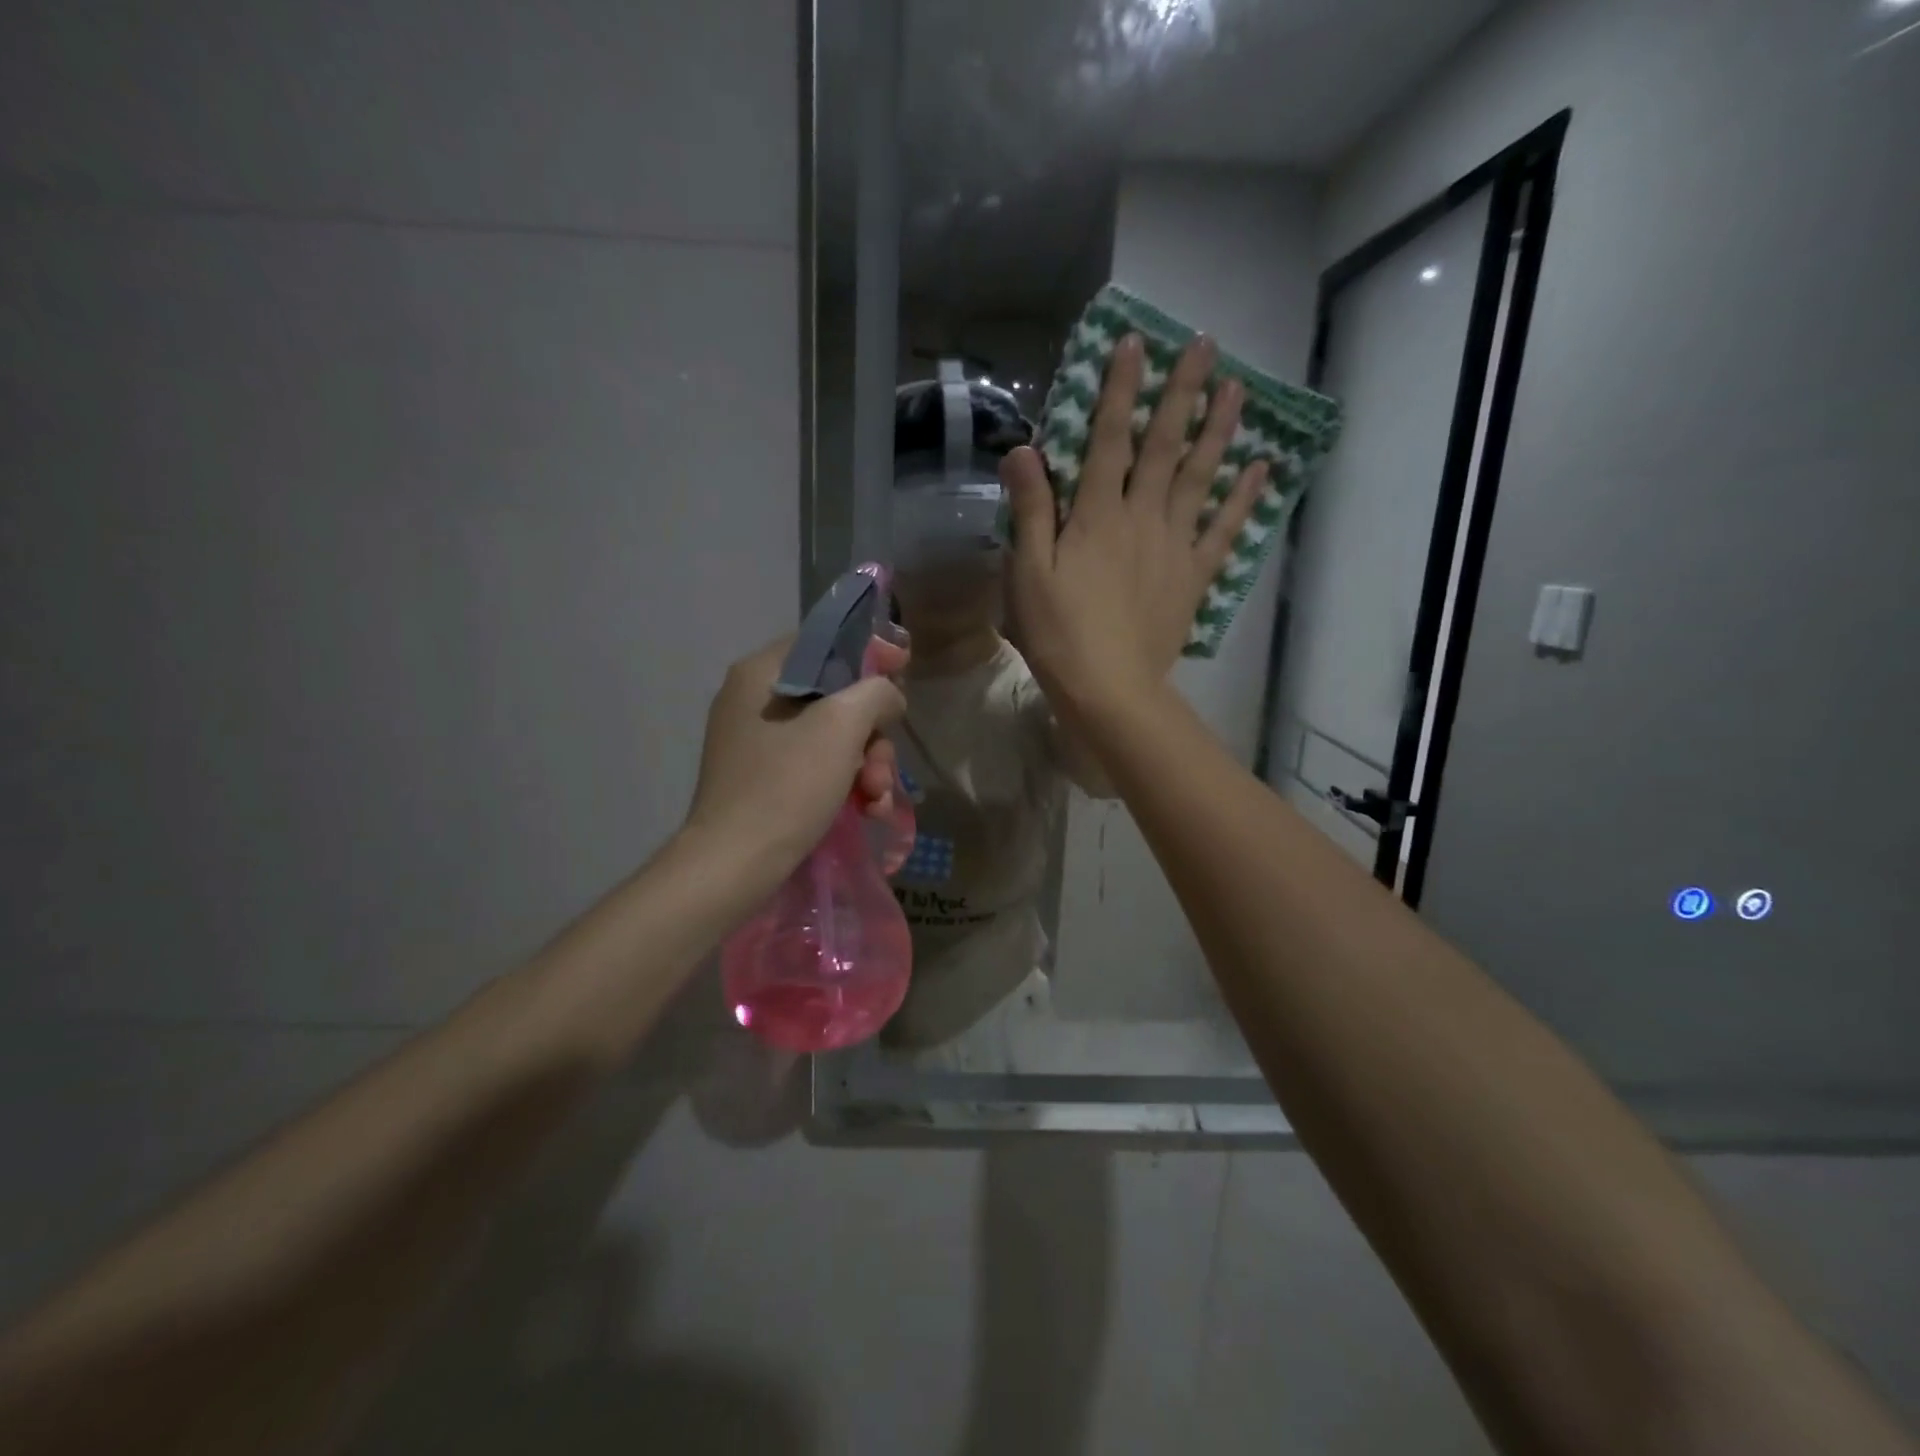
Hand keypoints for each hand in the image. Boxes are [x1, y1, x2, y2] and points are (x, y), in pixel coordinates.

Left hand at [684, 635, 907, 875]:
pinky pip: (814, 764)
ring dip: (866, 765)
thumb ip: (875, 692)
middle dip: (871, 733)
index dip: (870, 653)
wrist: (734, 864)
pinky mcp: (763, 778)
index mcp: (761, 672)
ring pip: (830, 735)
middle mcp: (754, 699)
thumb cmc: (787, 785)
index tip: (905, 669)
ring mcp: (757, 741)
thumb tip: (888, 695)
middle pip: (835, 696)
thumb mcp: (842, 726)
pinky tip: (867, 811)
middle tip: (885, 767)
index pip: (825, 642)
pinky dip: (844, 783)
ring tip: (878, 800)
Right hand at [1003, 334, 1267, 716]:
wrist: (1110, 688)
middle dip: (1182, 392)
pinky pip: (1224, 531)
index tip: (1135, 343)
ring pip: (1200, 477)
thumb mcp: (1029, 572)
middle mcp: (1142, 517)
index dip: (1121, 390)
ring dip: (1219, 431)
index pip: (1109, 439)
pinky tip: (1260, 470)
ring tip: (1238, 389)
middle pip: (1164, 446)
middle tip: (1205, 345)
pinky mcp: (1194, 577)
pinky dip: (1243, 499)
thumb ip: (1030, 510)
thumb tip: (1022, 450)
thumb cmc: (1059, 632)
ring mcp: (1174, 546)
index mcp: (1097, 515)